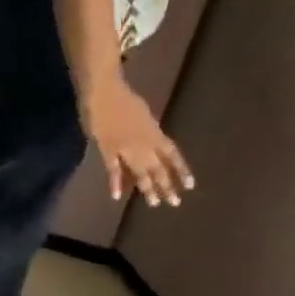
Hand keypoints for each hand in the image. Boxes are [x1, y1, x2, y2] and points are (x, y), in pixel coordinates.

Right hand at [80, 72, 193, 205]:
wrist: (104, 92)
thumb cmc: (123, 98)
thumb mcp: (143, 114)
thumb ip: (148, 130)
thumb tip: (152, 142)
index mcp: (155, 133)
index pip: (173, 155)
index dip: (182, 170)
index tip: (190, 185)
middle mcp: (144, 143)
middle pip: (158, 168)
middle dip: (166, 185)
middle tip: (173, 203)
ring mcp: (126, 148)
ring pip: (140, 171)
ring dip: (147, 188)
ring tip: (152, 203)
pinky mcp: (107, 149)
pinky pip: (113, 168)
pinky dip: (115, 182)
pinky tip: (117, 196)